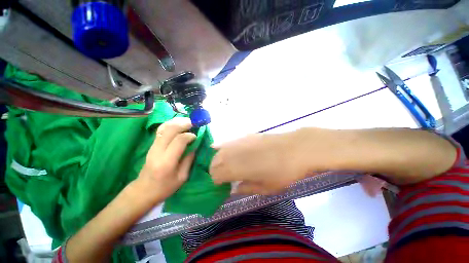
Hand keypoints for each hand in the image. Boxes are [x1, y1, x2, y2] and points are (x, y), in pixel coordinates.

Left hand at [137, 117, 195, 201]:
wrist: (144, 190)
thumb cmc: (165, 187)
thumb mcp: (182, 177)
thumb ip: (189, 159)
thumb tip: (195, 145)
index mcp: (167, 161)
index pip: (179, 140)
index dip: (189, 136)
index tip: (196, 136)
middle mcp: (158, 151)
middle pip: (170, 130)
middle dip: (184, 124)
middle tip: (194, 124)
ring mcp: (153, 146)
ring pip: (164, 127)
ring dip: (177, 122)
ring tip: (188, 121)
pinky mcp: (151, 145)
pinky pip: (161, 130)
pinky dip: (171, 124)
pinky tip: (178, 123)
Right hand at [210, 132, 306, 194]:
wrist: (295, 148)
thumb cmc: (282, 172)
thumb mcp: (266, 187)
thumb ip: (247, 188)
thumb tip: (234, 189)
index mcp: (235, 169)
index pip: (216, 175)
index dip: (216, 181)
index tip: (222, 186)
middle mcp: (232, 153)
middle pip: (214, 162)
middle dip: (214, 170)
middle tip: (223, 177)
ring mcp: (238, 142)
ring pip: (219, 151)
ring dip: (218, 159)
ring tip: (224, 165)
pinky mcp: (245, 136)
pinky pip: (228, 142)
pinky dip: (222, 147)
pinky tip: (220, 148)